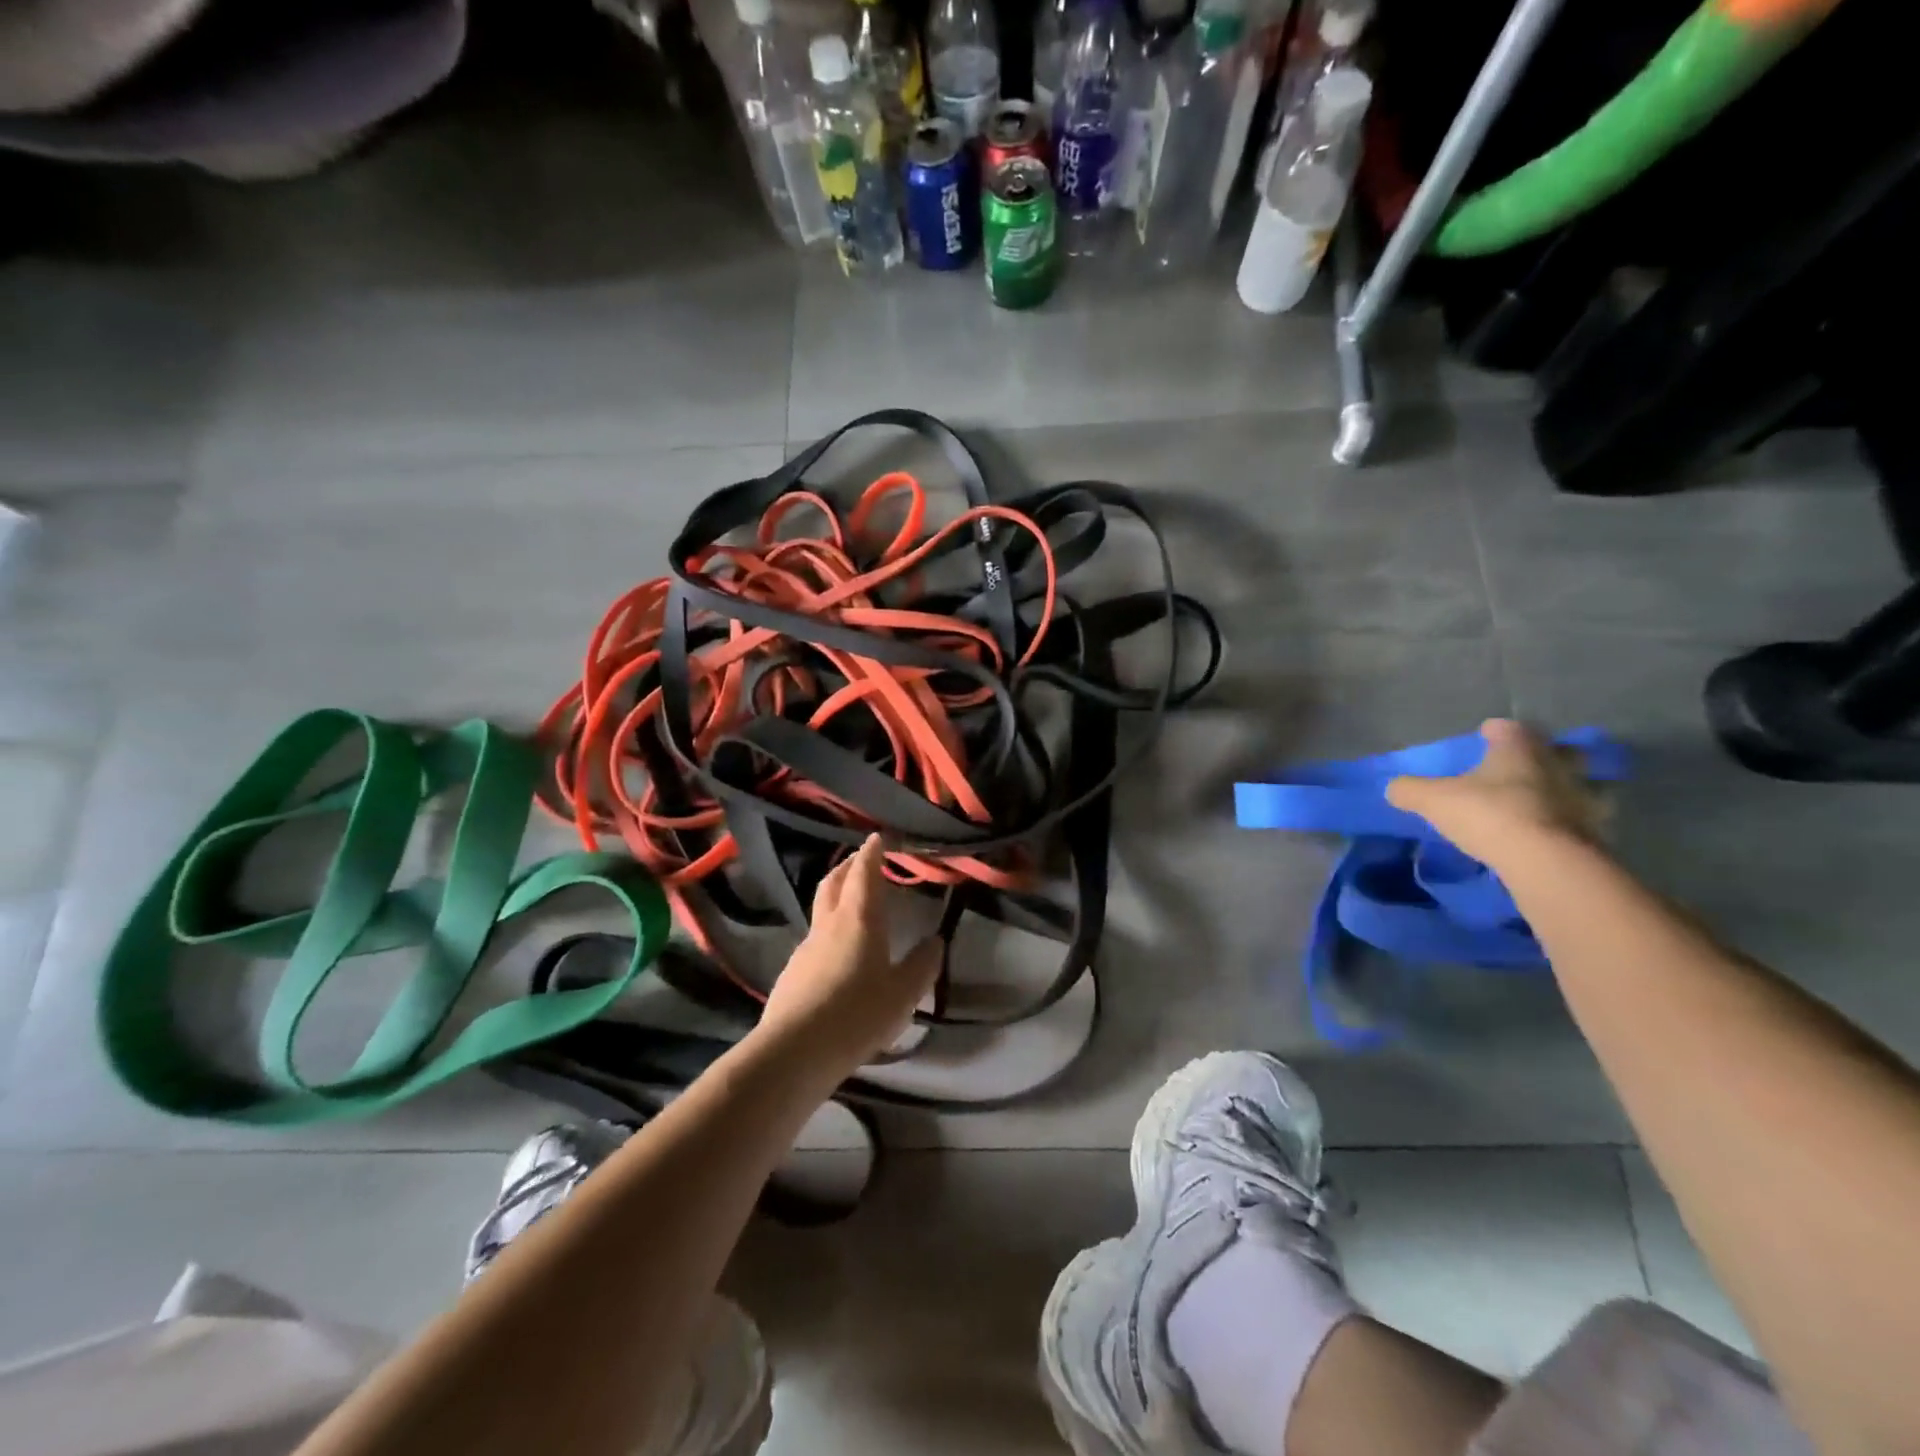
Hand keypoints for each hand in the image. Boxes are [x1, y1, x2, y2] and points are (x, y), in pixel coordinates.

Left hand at [757, 834, 941, 1076]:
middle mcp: (829, 924)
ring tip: (851, 904)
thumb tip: (935, 941)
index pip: (864, 873)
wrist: (795, 1050)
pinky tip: (836, 953)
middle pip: (834, 883)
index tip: (877, 838)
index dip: (871, 852)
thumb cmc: (858, 1013)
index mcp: (859, 919)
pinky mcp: (792, 972)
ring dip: (835, 897)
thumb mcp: (903, 993)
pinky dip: (828, 930)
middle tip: (861, 860)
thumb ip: (922, 965)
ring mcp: (806, 947)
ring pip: (821, 910)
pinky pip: (814, 939)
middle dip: (848, 866)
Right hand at [1385, 718, 1608, 866]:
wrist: (1545, 861)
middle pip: (1558, 750)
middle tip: (1524, 765)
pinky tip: (1554, 833)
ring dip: (1566, 789)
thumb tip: (1394, 788)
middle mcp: (1556, 764)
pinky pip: (1584, 820)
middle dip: (1544, 755)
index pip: (1508, 728)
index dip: (1495, 730)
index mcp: (1518, 748)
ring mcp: (1583, 797)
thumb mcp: (1432, 800)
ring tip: (1545, 801)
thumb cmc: (1487, 813)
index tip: (1485, 734)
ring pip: (1580, 784)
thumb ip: (1410, 790)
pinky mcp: (1597, 831)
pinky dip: (1571, 823)